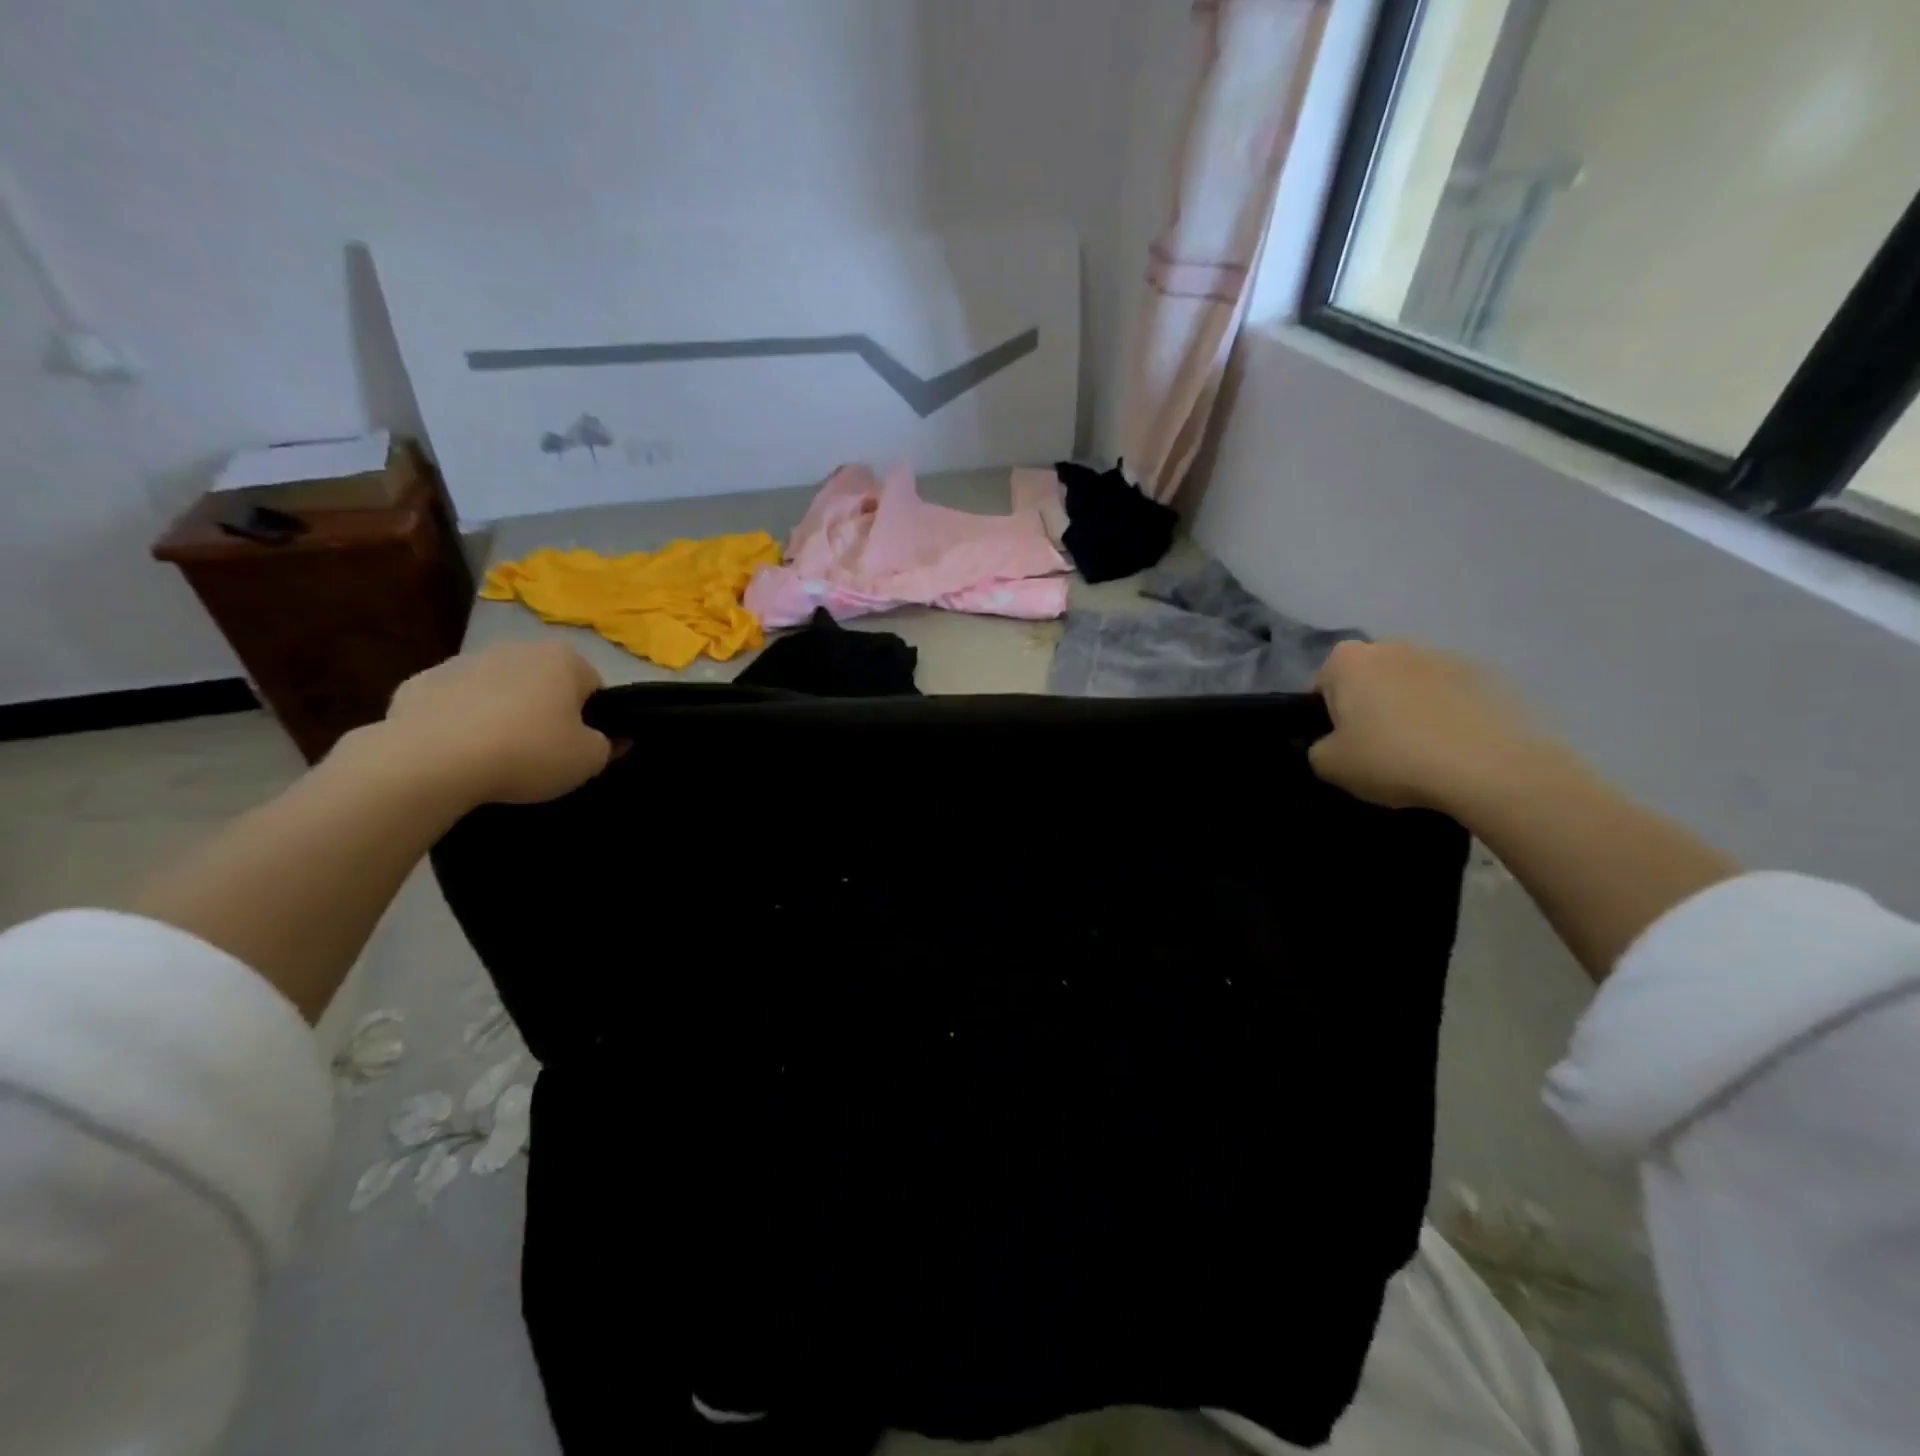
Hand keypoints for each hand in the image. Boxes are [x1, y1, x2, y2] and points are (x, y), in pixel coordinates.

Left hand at [380, 641, 612, 804]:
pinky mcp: (418, 683)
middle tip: (541, 753)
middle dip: (545, 711)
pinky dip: (458, 722)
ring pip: (497, 690)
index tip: (580, 747)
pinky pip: (453, 704)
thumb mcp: (588, 760)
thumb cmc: (528, 752)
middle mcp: (516, 648)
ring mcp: (463, 661)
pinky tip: (456, 753)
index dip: (592, 719)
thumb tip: (615, 738)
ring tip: (495, 756)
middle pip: (543, 683)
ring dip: (501, 714)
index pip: (593, 686)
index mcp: (564, 659)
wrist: (430, 761)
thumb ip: (609, 745)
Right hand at [1310, 641, 1542, 810]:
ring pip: (1411, 683)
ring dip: (1409, 706)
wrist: (1486, 767)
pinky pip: (1451, 695)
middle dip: (1370, 704)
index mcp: (1347, 660)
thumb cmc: (1391, 757)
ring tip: (1421, 750)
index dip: (1328, 716)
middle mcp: (1393, 645)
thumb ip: (1317, 747)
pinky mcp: (1486, 675)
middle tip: (1378, 746)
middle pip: (1369, 677)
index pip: (1323, 684)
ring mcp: (1443, 656)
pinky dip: (1447, 714)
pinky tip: (1453, 748)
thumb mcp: (1329, 765)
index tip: (1342, 744)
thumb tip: (1330, 743)